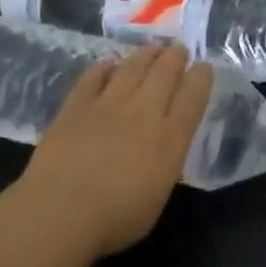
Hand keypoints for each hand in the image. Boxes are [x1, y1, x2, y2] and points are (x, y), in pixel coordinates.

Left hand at [10, 43, 213, 258]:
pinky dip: (104, 68)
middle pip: (165, 74)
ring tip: (152, 48)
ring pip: (132, 68)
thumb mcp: (158, 195)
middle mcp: (144, 113)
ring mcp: (108, 105)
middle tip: (179, 49)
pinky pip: (93, 78)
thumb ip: (164, 164)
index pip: (193, 97)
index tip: (204, 66)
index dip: (201, 78)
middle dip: (175, 57)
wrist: (60, 212)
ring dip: (145, 55)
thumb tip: (161, 150)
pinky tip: (109, 64)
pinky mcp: (75, 107)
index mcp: (171, 138)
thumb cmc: (116, 218)